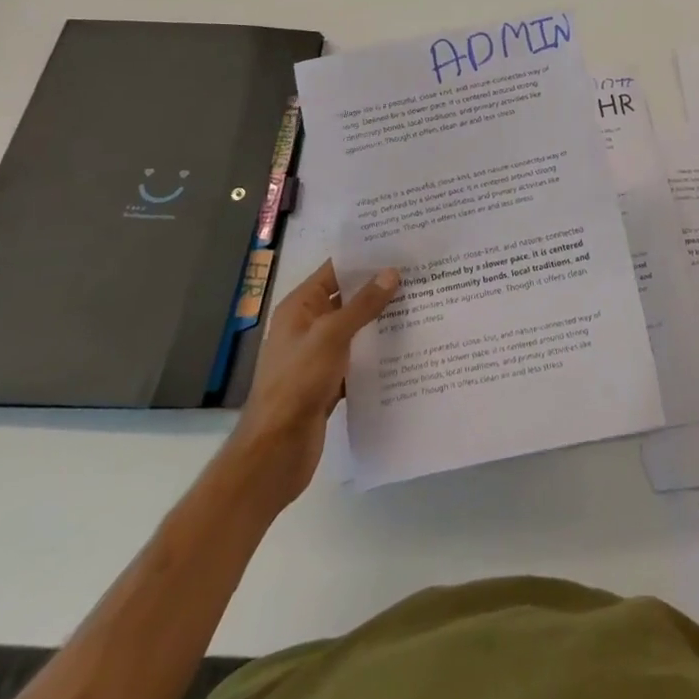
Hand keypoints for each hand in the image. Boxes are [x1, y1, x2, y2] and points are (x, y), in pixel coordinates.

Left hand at [232, 259, 398, 500]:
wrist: (276, 451)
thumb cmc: (297, 383)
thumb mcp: (331, 336)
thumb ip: (362, 305)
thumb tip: (391, 272)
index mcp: (300, 307)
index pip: (335, 270)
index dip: (364, 258)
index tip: (400, 247)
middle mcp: (308, 326)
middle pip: (348, 298)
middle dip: (380, 288)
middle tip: (420, 274)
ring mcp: (318, 355)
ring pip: (356, 329)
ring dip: (382, 321)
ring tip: (422, 305)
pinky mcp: (330, 382)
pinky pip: (358, 358)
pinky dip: (378, 353)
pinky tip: (408, 348)